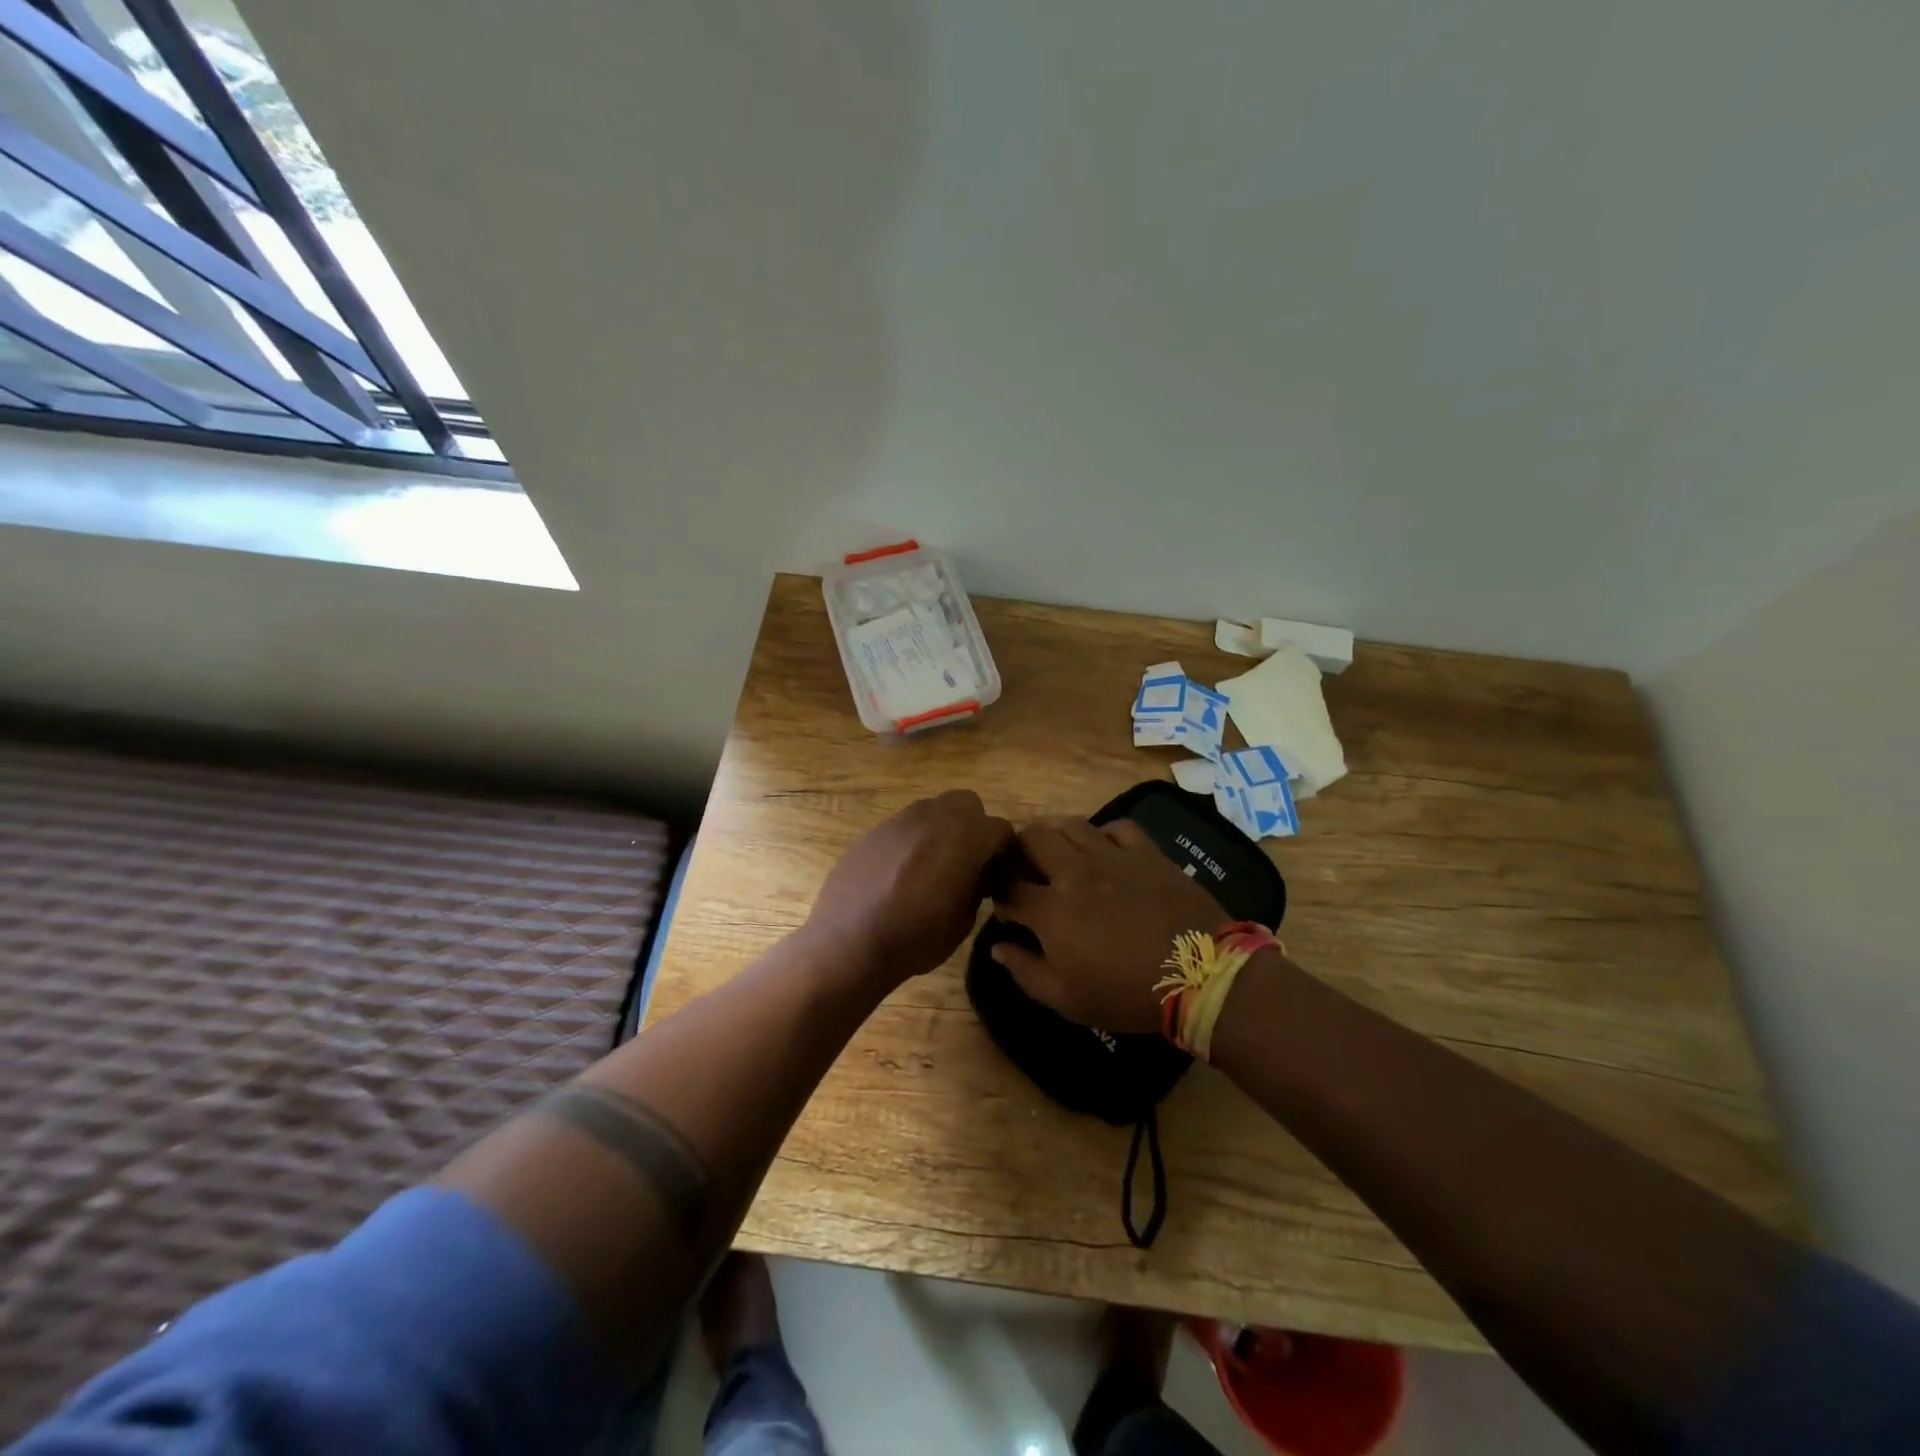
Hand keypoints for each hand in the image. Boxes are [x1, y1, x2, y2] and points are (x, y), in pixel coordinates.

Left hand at [806, 790, 1014, 988]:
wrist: (849, 942)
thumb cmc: (915, 938)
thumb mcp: (963, 921)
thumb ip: (977, 887)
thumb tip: (978, 876)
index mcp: (965, 837)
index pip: (1000, 829)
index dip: (1003, 852)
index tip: (997, 875)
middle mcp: (934, 817)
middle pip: (967, 804)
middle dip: (973, 827)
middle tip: (967, 861)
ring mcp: (900, 820)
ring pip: (933, 810)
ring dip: (941, 830)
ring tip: (933, 866)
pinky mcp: (874, 830)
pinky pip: (904, 826)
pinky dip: (912, 841)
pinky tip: (901, 873)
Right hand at [990, 818, 1227, 1033]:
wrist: (1201, 976)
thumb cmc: (1127, 994)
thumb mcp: (1067, 1000)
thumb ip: (1025, 971)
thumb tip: (997, 946)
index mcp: (1051, 910)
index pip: (1006, 885)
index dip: (997, 892)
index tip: (1006, 906)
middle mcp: (1075, 872)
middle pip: (1031, 837)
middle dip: (1019, 850)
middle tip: (1027, 870)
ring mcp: (1113, 856)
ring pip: (1070, 824)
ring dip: (1058, 838)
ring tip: (1063, 857)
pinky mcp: (1147, 852)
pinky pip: (1117, 827)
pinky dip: (1103, 835)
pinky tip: (1106, 853)